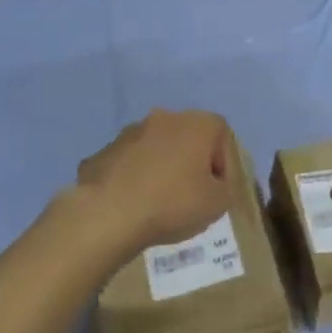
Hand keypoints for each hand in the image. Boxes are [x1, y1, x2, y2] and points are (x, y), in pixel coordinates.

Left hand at [76, 109, 233, 253]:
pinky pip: (131, 162)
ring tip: (161, 201)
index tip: (219, 188)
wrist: (108, 214)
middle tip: (193, 194)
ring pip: (157, 147)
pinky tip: (135, 203)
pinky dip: (136, 177)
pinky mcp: (104, 150)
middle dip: (193, 162)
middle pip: (188, 137)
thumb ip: (226, 188)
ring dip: (163, 167)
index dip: (225, 162)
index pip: (222, 134)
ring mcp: (130, 132)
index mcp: (196, 123)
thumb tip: (216, 184)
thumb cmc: (173, 203)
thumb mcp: (219, 204)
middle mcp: (164, 118)